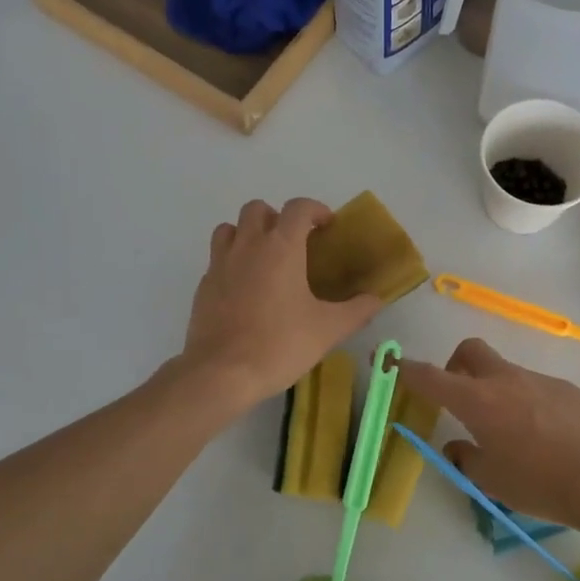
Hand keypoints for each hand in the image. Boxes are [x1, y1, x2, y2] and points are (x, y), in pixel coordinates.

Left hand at [179, 198, 383, 414]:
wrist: (222, 372)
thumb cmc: (280, 344)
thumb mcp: (329, 330)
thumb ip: (357, 310)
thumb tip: (376, 299)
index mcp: (281, 247)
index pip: (298, 208)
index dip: (315, 210)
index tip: (326, 226)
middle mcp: (248, 246)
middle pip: (257, 209)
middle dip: (277, 217)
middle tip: (293, 243)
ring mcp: (220, 264)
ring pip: (230, 228)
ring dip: (248, 234)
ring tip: (264, 259)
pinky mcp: (203, 285)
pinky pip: (217, 259)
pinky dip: (232, 262)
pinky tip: (245, 289)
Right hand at [397, 338, 579, 535]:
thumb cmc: (539, 483)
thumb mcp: (491, 480)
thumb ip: (466, 458)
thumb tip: (457, 446)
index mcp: (478, 402)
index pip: (431, 377)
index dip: (406, 369)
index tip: (389, 362)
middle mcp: (505, 381)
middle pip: (470, 350)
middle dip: (455, 365)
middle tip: (459, 397)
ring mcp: (538, 380)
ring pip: (504, 371)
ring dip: (494, 389)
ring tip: (510, 432)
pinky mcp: (566, 389)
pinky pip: (534, 387)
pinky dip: (525, 402)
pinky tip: (544, 436)